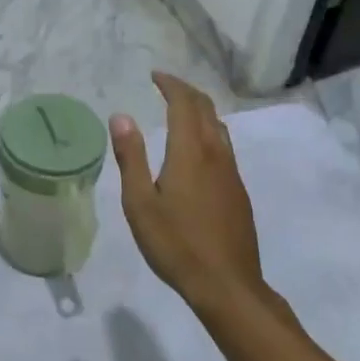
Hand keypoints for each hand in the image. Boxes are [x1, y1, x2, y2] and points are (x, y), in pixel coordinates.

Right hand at [110, 73, 262, 308]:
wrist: (227, 285)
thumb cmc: (176, 244)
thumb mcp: (140, 203)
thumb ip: (131, 157)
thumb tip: (121, 117)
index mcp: (190, 152)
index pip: (184, 104)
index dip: (171, 85)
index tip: (155, 76)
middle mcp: (216, 154)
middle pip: (206, 109)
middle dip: (186, 91)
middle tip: (165, 86)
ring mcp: (232, 173)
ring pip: (219, 127)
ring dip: (200, 110)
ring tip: (180, 110)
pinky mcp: (239, 191)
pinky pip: (224, 146)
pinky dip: (208, 131)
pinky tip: (197, 149)